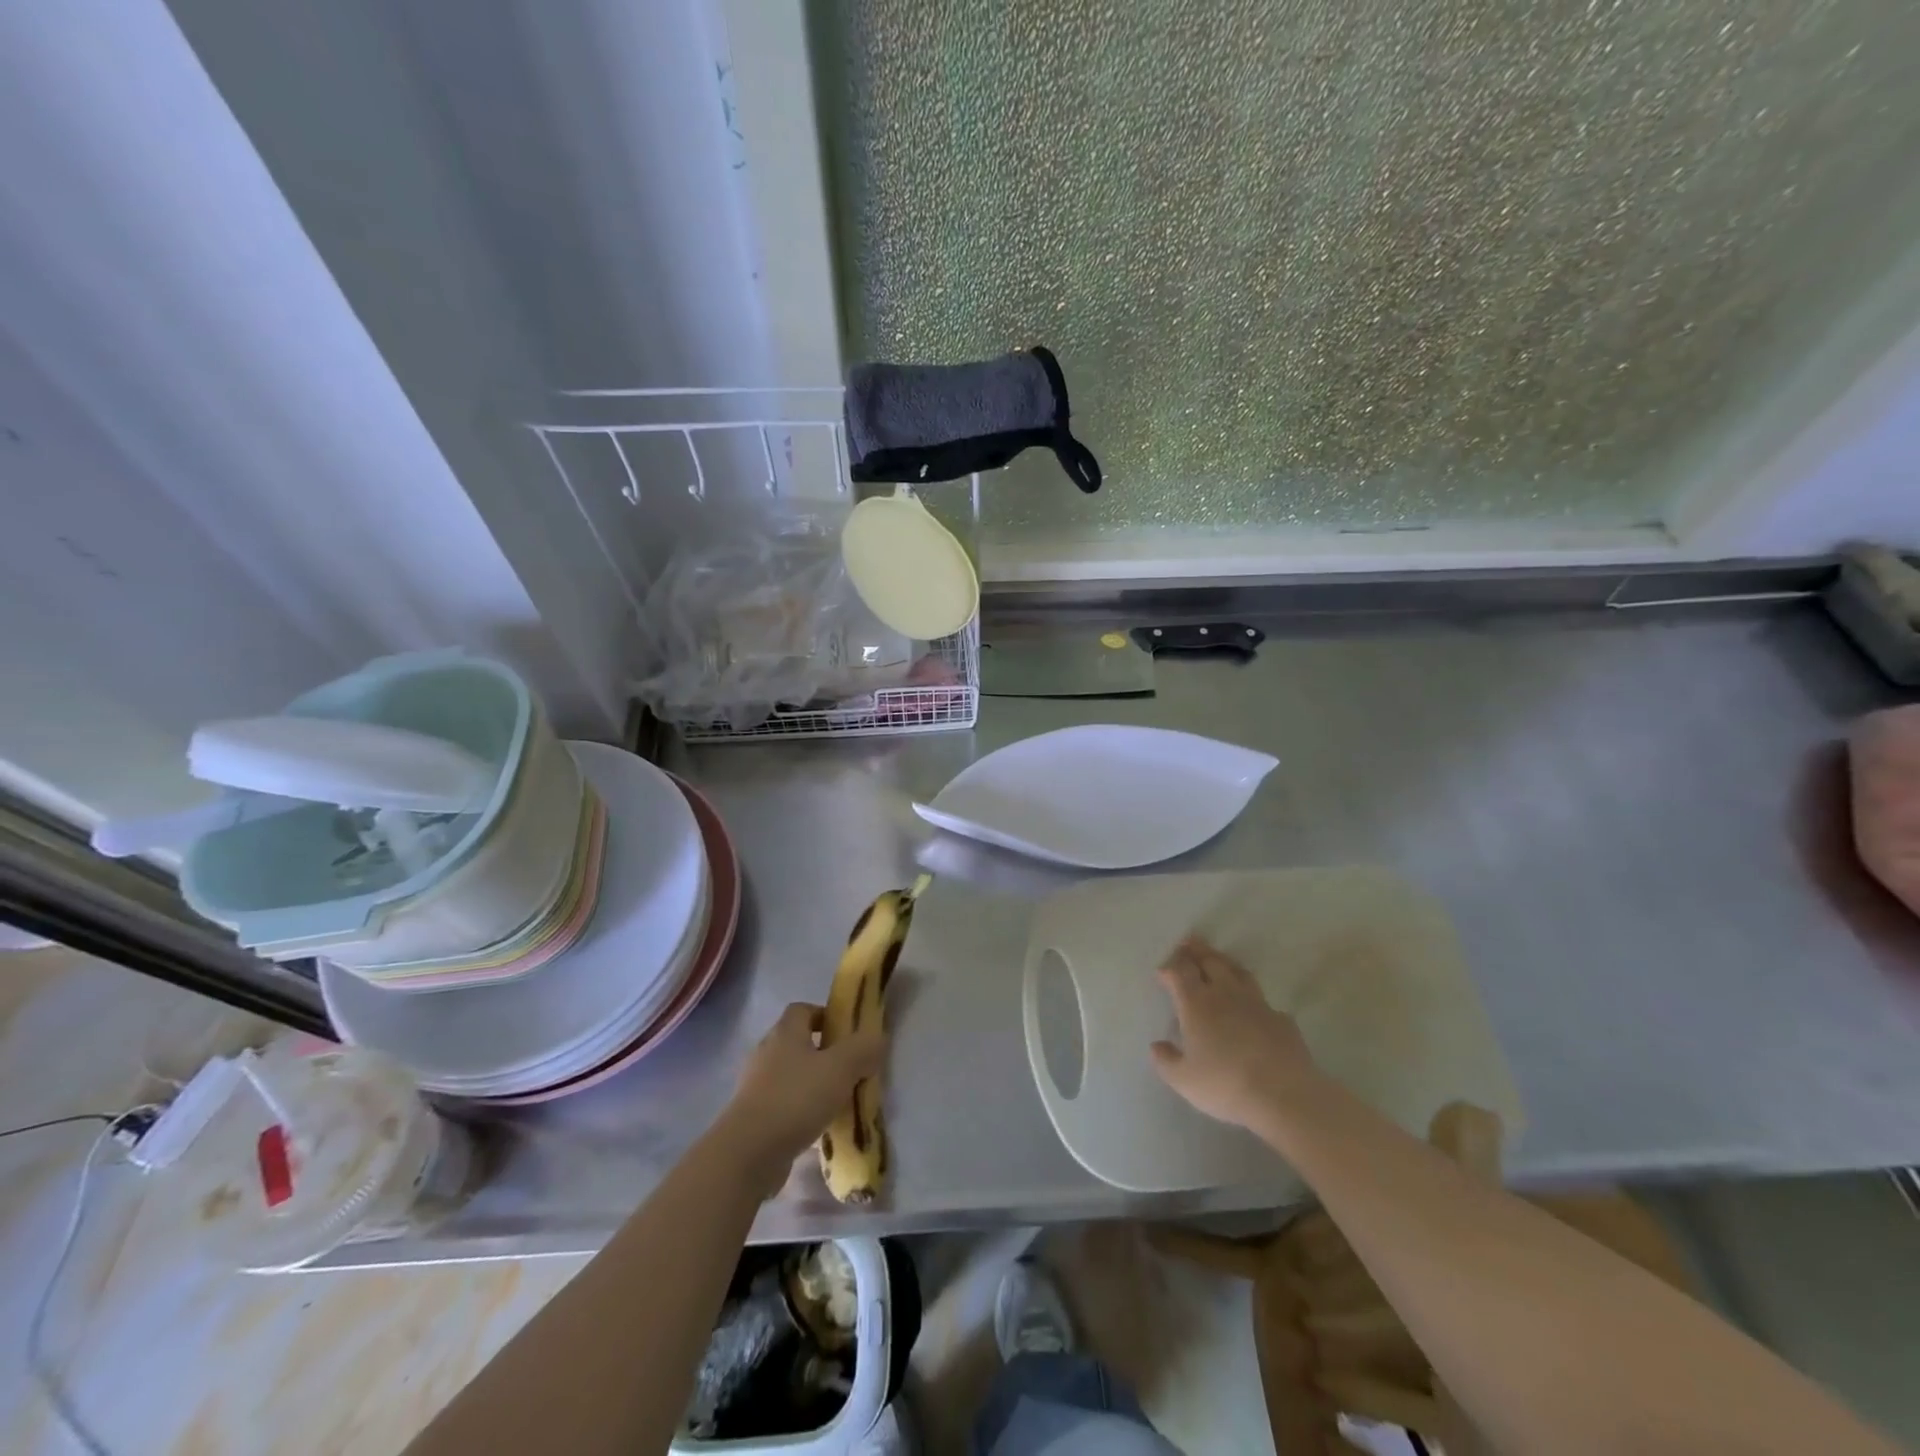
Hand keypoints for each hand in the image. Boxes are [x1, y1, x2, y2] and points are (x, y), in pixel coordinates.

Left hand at [718, 1003, 884, 1192]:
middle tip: (849, 1069)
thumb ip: (863, 1049)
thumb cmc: (796, 1098)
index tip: (848, 1033)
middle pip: (797, 1042)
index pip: (803, 1009)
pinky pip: (784, 1104)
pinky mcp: (753, 1117)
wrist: (748, 1153)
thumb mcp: (841, 1068)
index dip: (826, 1015)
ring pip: (792, 1076)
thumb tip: (878, 1038)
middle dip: (824, 1053)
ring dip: (813, 1084)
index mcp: (785, 1033)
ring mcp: (756, 1086)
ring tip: (838, 1101)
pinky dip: (801, 1111)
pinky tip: (819, 1128)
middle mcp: (767, 1053)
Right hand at [1150, 936, 1321, 1130]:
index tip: (1162, 971)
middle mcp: (1225, 994)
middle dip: (1196, 951)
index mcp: (1197, 1004)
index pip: (1180, 972)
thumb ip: (1166, 1061)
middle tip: (1188, 943)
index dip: (1169, 967)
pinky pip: (1263, 1001)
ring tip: (1217, 960)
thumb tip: (1156, 1046)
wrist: (1285, 1095)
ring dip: (1224, 963)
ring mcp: (1257, 1004)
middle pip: (1210, 962)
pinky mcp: (1281, 1019)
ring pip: (1238, 972)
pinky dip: (1252, 999)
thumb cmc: (1226, 1085)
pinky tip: (1253, 1008)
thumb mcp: (1184, 1080)